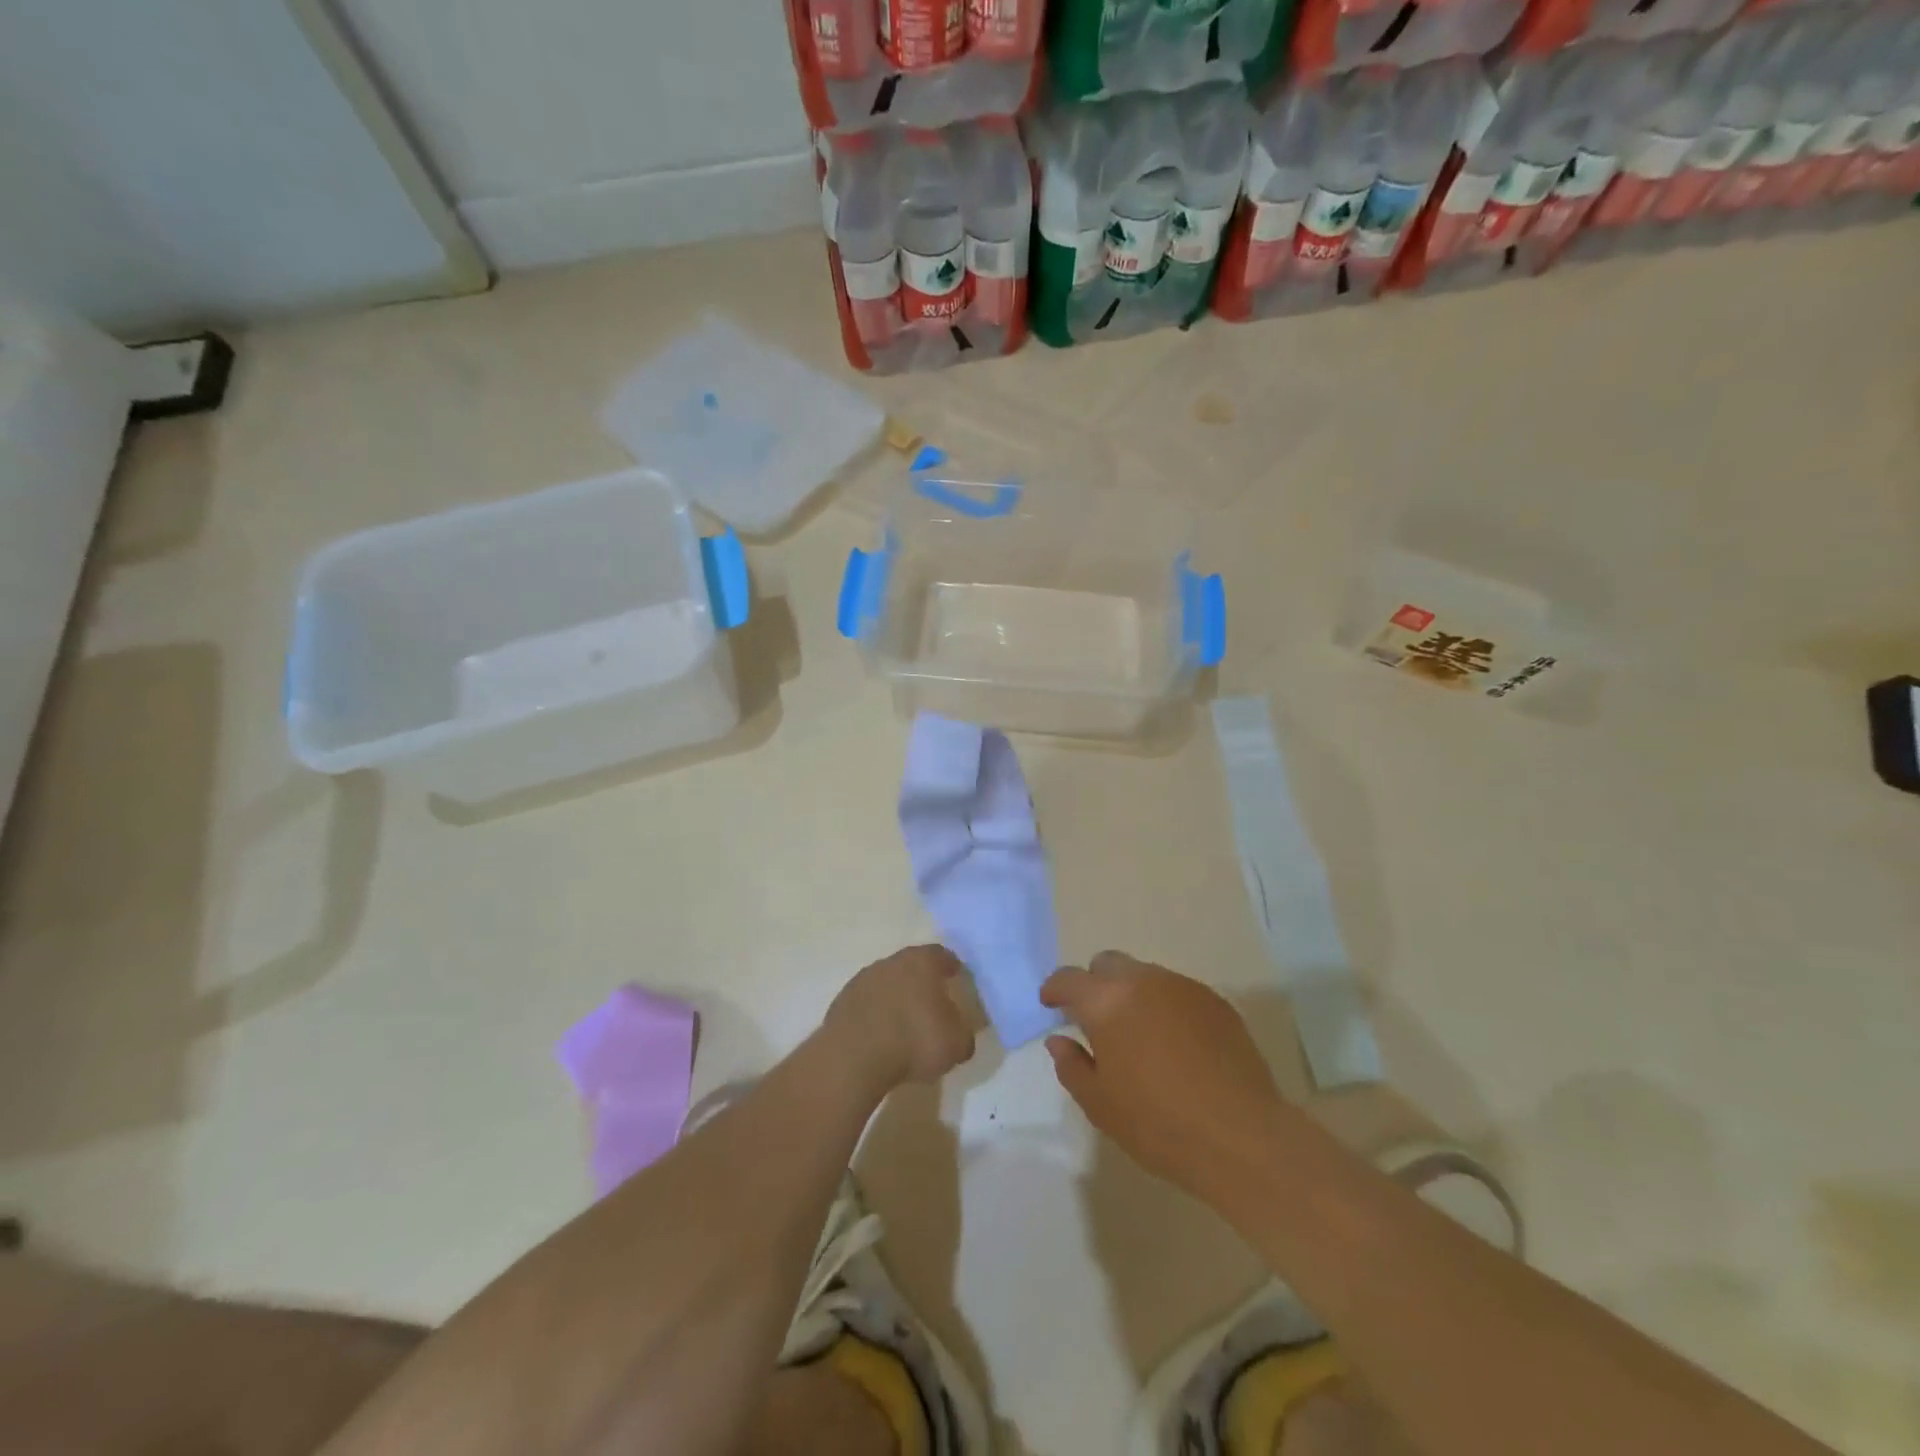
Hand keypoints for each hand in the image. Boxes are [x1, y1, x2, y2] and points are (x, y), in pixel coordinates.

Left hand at [824, 945, 976, 1093]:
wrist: (854, 1058)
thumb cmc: (914, 1040)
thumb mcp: (956, 1044)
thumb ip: (963, 1033)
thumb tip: (960, 1033)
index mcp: (922, 961)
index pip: (942, 955)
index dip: (951, 968)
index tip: (957, 981)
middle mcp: (891, 961)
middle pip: (911, 967)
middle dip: (922, 984)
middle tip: (932, 1006)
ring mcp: (862, 980)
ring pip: (886, 984)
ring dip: (895, 999)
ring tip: (904, 1027)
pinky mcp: (841, 1002)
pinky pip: (866, 1004)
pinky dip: (875, 1016)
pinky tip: (881, 1038)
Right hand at [1042, 952, 1284, 1200]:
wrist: (1242, 1136)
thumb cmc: (1159, 1124)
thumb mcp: (1100, 1104)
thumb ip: (1072, 1065)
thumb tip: (1059, 1039)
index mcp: (1107, 1001)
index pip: (1069, 978)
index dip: (1054, 988)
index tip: (1050, 1004)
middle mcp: (1143, 981)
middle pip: (1108, 964)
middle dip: (1095, 984)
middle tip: (1095, 1020)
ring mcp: (1184, 987)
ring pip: (1146, 975)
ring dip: (1132, 995)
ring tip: (1139, 1035)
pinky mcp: (1216, 1002)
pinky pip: (1178, 992)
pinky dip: (1166, 1007)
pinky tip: (1175, 1045)